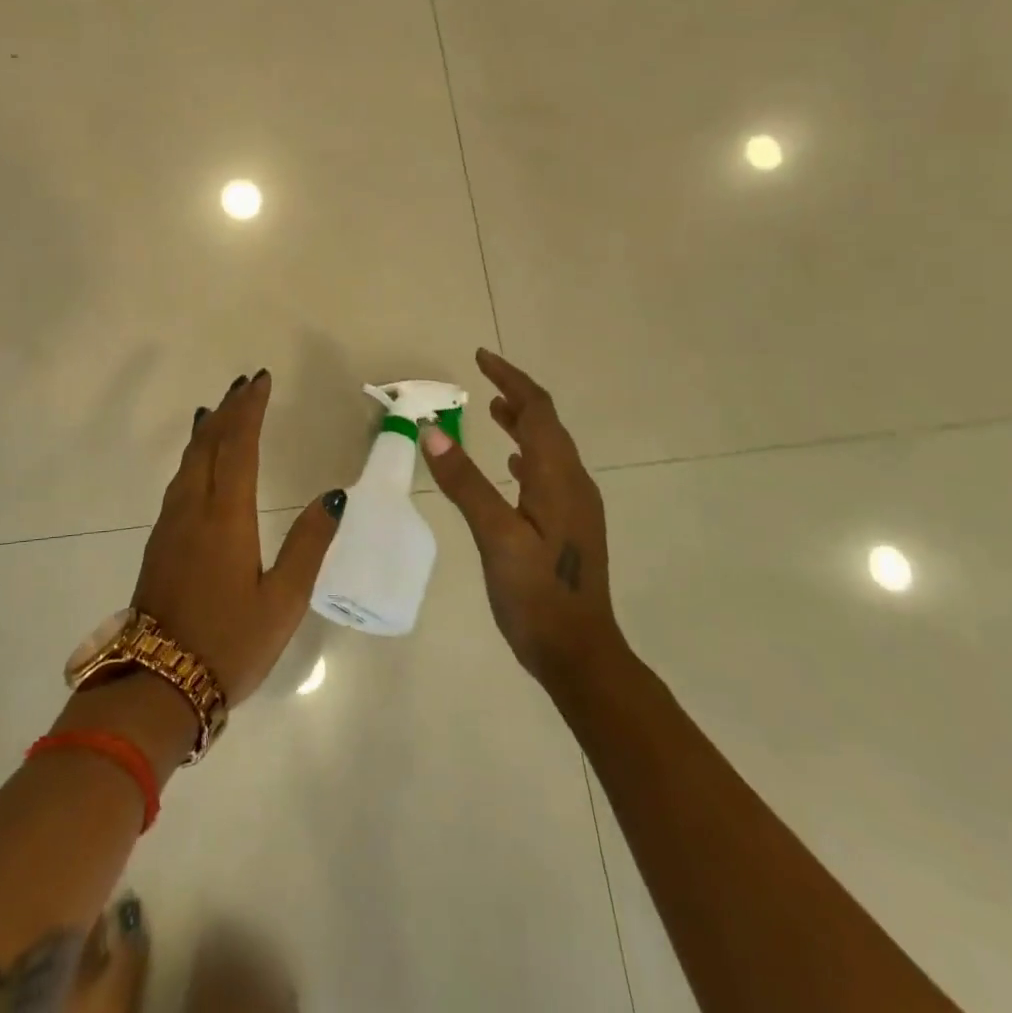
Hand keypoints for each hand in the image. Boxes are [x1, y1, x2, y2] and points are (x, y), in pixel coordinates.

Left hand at [132, 371, 346, 705]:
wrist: (159, 683)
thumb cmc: (230, 643)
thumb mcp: (284, 601)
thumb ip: (309, 544)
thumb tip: (334, 496)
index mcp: (226, 517)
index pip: (239, 446)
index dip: (250, 410)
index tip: (261, 381)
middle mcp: (193, 509)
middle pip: (209, 444)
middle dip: (228, 409)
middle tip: (245, 384)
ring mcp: (170, 524)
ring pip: (189, 460)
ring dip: (208, 429)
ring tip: (222, 409)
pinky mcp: (159, 540)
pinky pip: (179, 479)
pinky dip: (194, 454)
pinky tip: (198, 457)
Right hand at [420, 348, 620, 682]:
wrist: (580, 654)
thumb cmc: (536, 595)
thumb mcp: (494, 536)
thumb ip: (464, 482)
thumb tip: (431, 429)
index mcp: (558, 477)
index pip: (537, 410)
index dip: (510, 379)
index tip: (481, 357)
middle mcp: (573, 483)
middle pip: (547, 424)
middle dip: (516, 395)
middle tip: (482, 378)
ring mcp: (575, 506)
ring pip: (548, 448)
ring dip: (522, 423)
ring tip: (492, 409)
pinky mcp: (568, 526)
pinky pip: (547, 472)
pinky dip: (526, 453)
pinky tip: (511, 465)